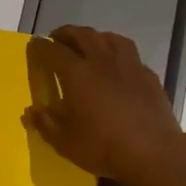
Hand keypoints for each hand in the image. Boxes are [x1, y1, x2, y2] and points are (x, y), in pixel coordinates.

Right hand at [23, 25, 185, 185]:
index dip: (41, 46)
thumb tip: (32, 111)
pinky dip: (119, 54)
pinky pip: (131, 55)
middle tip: (58, 38)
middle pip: (83, 35)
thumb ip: (46, 124)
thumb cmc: (102, 147)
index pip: (54, 51)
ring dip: (96, 36)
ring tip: (90, 43)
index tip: (35, 44)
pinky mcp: (149, 77)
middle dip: (67, 33)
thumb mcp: (65, 142)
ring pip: (111, 38)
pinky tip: (119, 66)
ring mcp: (130, 66)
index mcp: (77, 74)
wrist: (153, 153)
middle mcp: (102, 62)